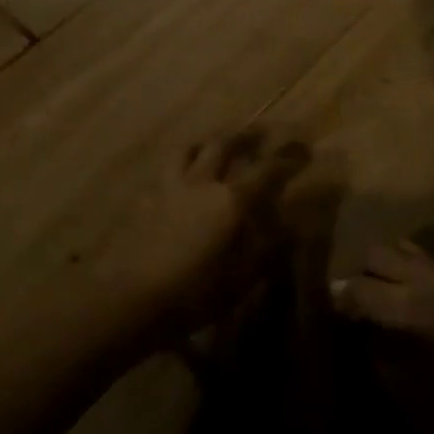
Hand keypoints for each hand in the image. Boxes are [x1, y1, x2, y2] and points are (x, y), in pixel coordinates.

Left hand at [101, 129, 308, 339]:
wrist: (129, 298)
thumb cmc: (194, 292)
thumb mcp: (241, 278)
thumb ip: (267, 249)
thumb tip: (290, 228)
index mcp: (231, 199)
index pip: (267, 169)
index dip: (288, 158)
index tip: (304, 150)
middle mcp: (203, 182)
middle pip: (224, 144)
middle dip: (247, 136)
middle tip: (261, 135)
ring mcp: (170, 187)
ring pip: (190, 148)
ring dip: (208, 142)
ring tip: (216, 145)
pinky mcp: (146, 199)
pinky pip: (168, 169)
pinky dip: (183, 163)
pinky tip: (185, 176)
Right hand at [331, 239, 433, 433]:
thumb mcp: (393, 385)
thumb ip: (366, 342)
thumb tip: (346, 318)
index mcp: (412, 310)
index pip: (356, 287)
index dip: (335, 300)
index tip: (323, 314)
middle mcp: (429, 283)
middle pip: (375, 256)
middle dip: (357, 278)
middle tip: (349, 308)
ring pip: (396, 249)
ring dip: (379, 269)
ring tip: (372, 298)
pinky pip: (419, 258)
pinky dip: (401, 267)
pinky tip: (397, 294)